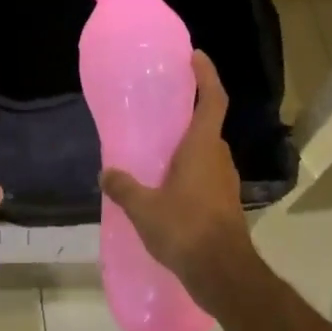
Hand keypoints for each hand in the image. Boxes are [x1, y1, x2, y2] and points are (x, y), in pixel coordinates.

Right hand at [99, 51, 255, 302]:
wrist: (224, 274)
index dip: (206, 75)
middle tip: (160, 107)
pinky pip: (204, 175)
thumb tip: (106, 174)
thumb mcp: (144, 209)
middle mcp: (218, 158)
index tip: (194, 56)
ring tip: (156, 148)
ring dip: (186, 146)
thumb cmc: (186, 230)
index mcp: (202, 147)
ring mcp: (224, 182)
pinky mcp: (223, 204)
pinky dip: (187, 172)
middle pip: (207, 125)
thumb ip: (124, 188)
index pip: (212, 99)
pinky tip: (164, 186)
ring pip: (205, 153)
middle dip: (188, 113)